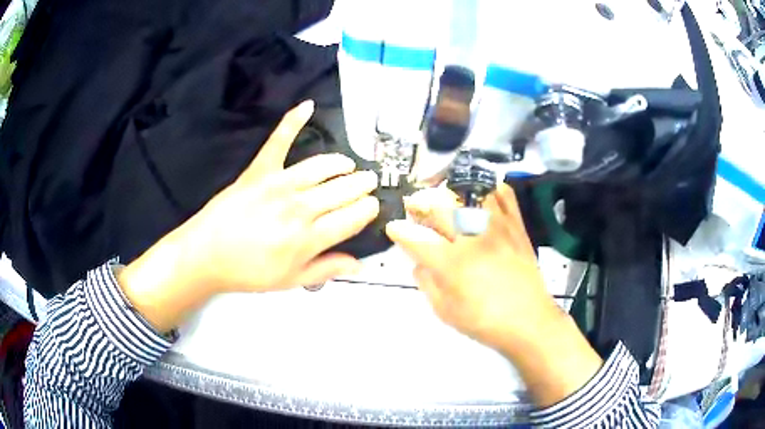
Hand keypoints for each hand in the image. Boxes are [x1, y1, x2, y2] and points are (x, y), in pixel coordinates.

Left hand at [119, 101, 379, 330]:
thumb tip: (359, 264)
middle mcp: (300, 208)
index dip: (368, 210)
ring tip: (349, 165)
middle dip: (362, 186)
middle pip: (343, 191)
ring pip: (322, 167)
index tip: (371, 207)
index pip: (354, 217)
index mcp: (309, 238)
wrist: (206, 254)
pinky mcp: (259, 170)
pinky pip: (279, 141)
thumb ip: (326, 270)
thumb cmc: (248, 272)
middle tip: (368, 184)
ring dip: (342, 164)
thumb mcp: (290, 281)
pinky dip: (293, 121)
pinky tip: (307, 106)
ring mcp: (279, 185)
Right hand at [387, 184, 557, 351]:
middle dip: (421, 204)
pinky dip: (493, 189)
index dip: (400, 231)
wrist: (529, 321)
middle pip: (440, 209)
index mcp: (450, 264)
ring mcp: (497, 230)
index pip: (416, 238)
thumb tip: (419, 263)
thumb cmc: (484, 322)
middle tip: (416, 207)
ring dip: (452, 193)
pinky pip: (505, 198)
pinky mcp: (517, 228)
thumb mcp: (446, 312)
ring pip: (471, 196)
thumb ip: (427, 284)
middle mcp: (472, 239)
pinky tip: (485, 191)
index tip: (394, 227)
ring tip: (445, 196)